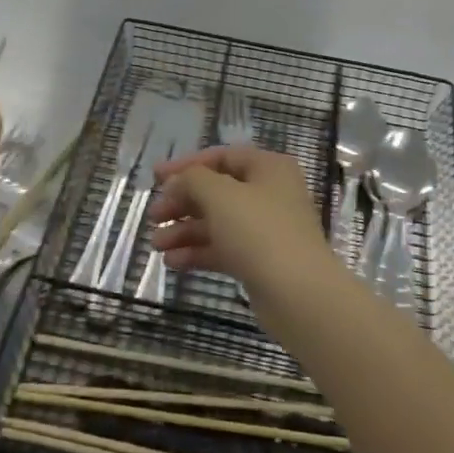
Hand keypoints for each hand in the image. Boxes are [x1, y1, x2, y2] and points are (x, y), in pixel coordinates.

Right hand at [147, 146, 333, 290]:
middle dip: (182, 202)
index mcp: (268, 168)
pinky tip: (172, 262)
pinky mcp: (261, 261)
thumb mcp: (220, 195)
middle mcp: (270, 194)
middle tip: (154, 216)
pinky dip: (198, 252)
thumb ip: (193, 179)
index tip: (156, 178)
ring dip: (185, 230)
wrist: (299, 295)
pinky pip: (223, 249)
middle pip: (217, 191)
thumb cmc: (260, 232)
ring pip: (218, 222)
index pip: (221, 156)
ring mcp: (266, 230)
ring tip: (156, 245)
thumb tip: (179, 182)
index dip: (186, 165)